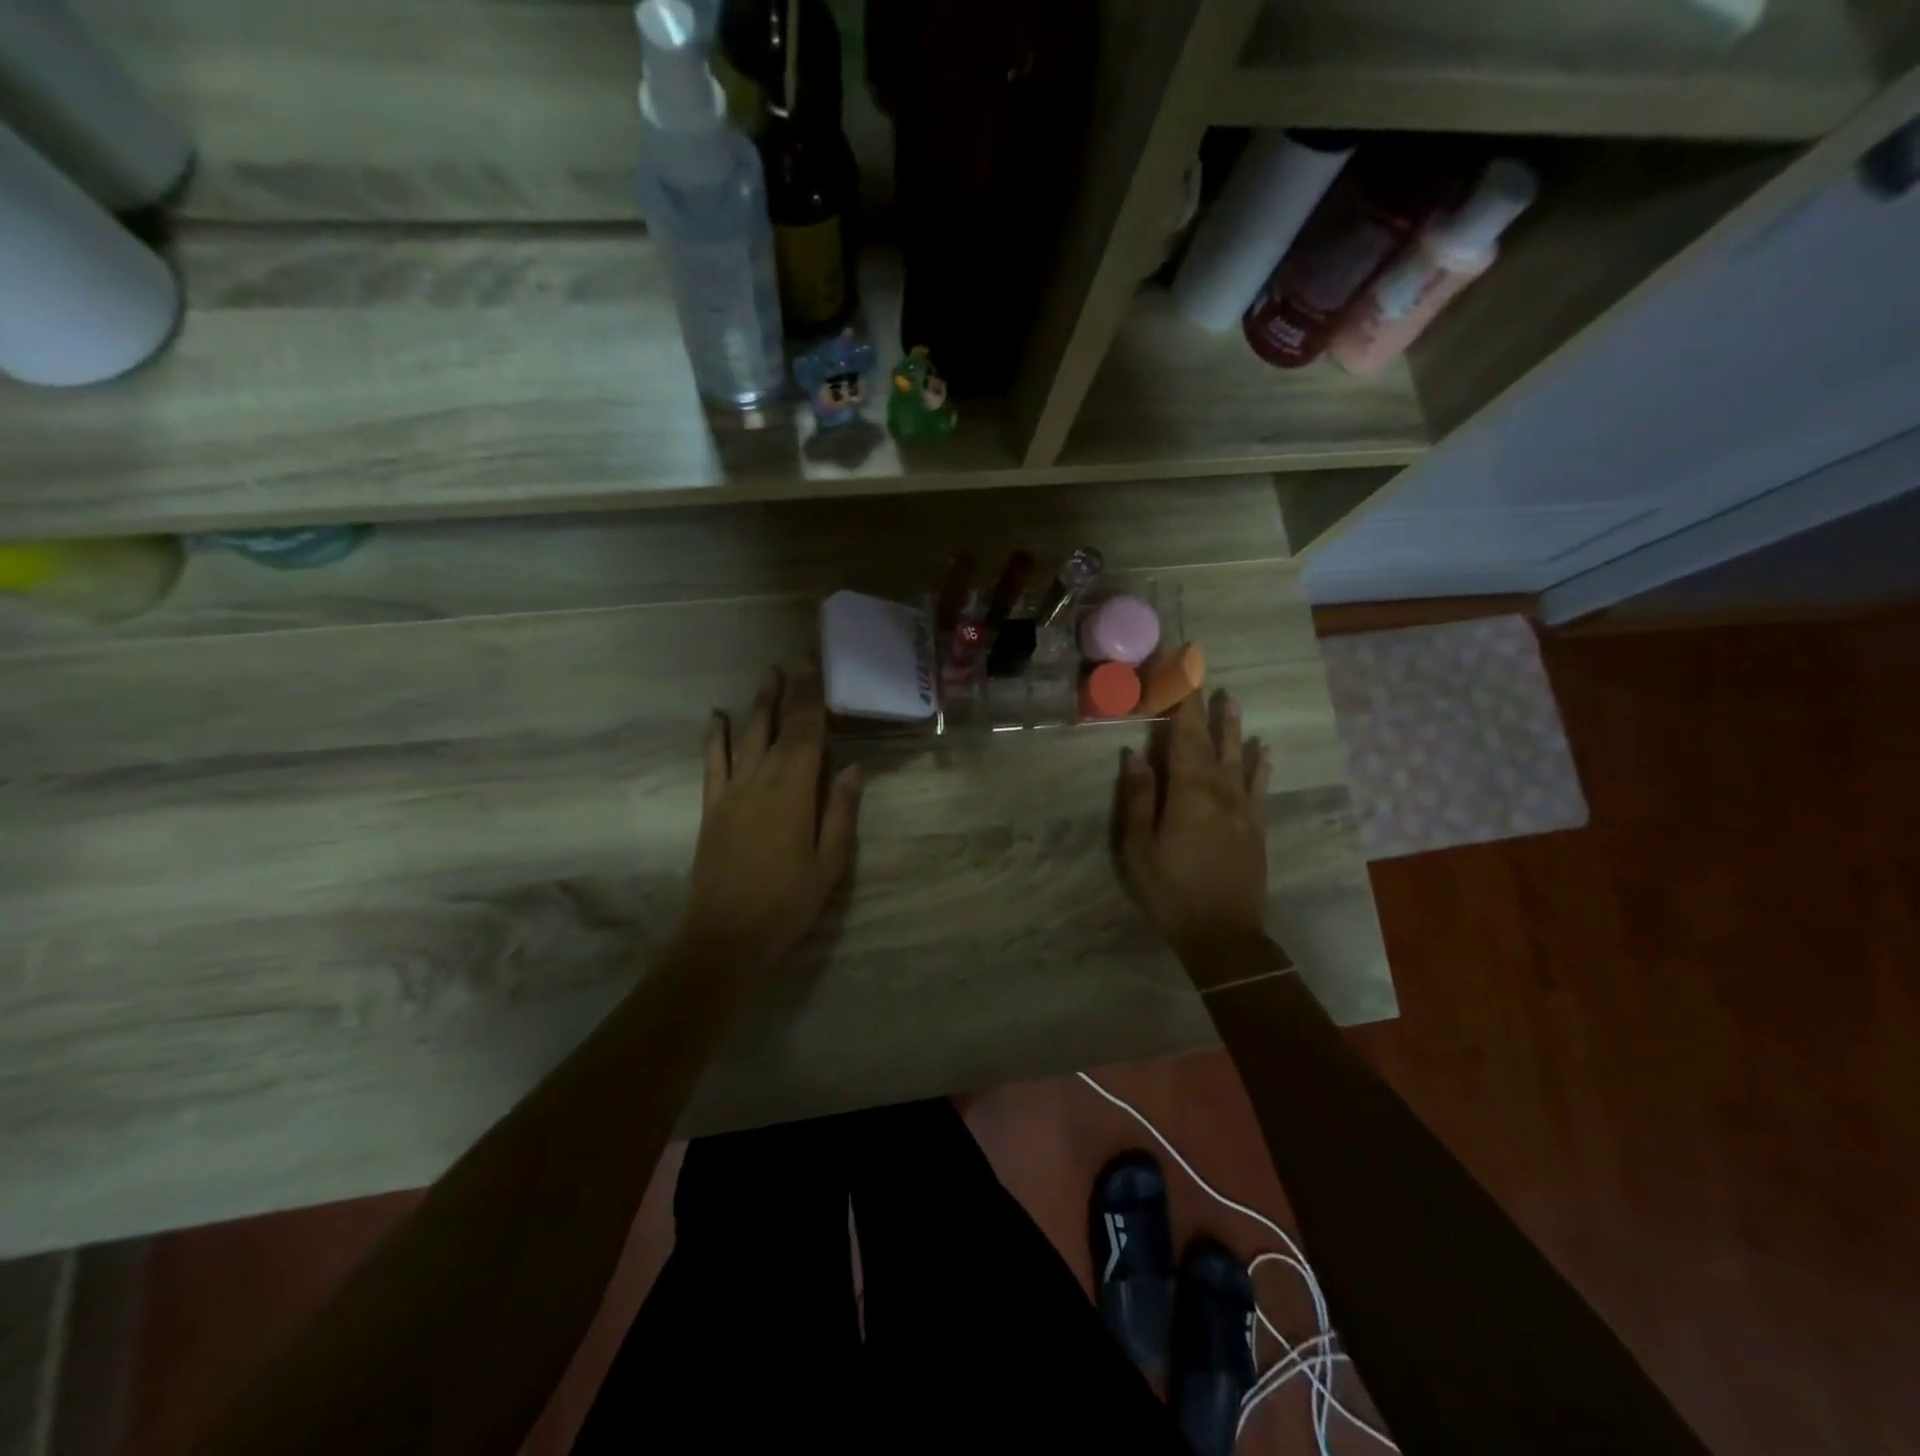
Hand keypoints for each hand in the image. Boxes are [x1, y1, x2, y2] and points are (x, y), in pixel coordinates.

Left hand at [684, 668, 861, 973]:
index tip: (818, 669)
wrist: (726, 935)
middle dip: (789, 694)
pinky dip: (713, 738)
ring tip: (767, 678)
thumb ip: (841, 811)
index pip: (807, 733)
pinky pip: (712, 763)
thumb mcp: (830, 862)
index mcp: (794, 791)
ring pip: (746, 737)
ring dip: (757, 706)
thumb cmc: (788, 902)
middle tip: (796, 662)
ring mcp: (731, 792)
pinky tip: (715, 718)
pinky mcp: (711, 807)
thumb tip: (851, 767)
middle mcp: (760, 780)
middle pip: (777, 728)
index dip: (813, 699)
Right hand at [1117, 689, 1271, 957]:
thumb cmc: (1171, 892)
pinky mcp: (1256, 827)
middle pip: (1211, 740)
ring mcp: (1243, 808)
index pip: (1183, 735)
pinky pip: (1260, 787)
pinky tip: (1264, 750)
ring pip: (1239, 757)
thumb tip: (1135, 755)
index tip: (1179, 671)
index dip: (1181, 702)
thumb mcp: (1139, 849)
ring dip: (1232, 727)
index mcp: (1189, 792)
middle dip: (1203, 706)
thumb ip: (1138, 799)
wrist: (1224, 936)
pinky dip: (1261, 765)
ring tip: (1231, 699)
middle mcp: (1221, 791)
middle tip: (1203, 673)